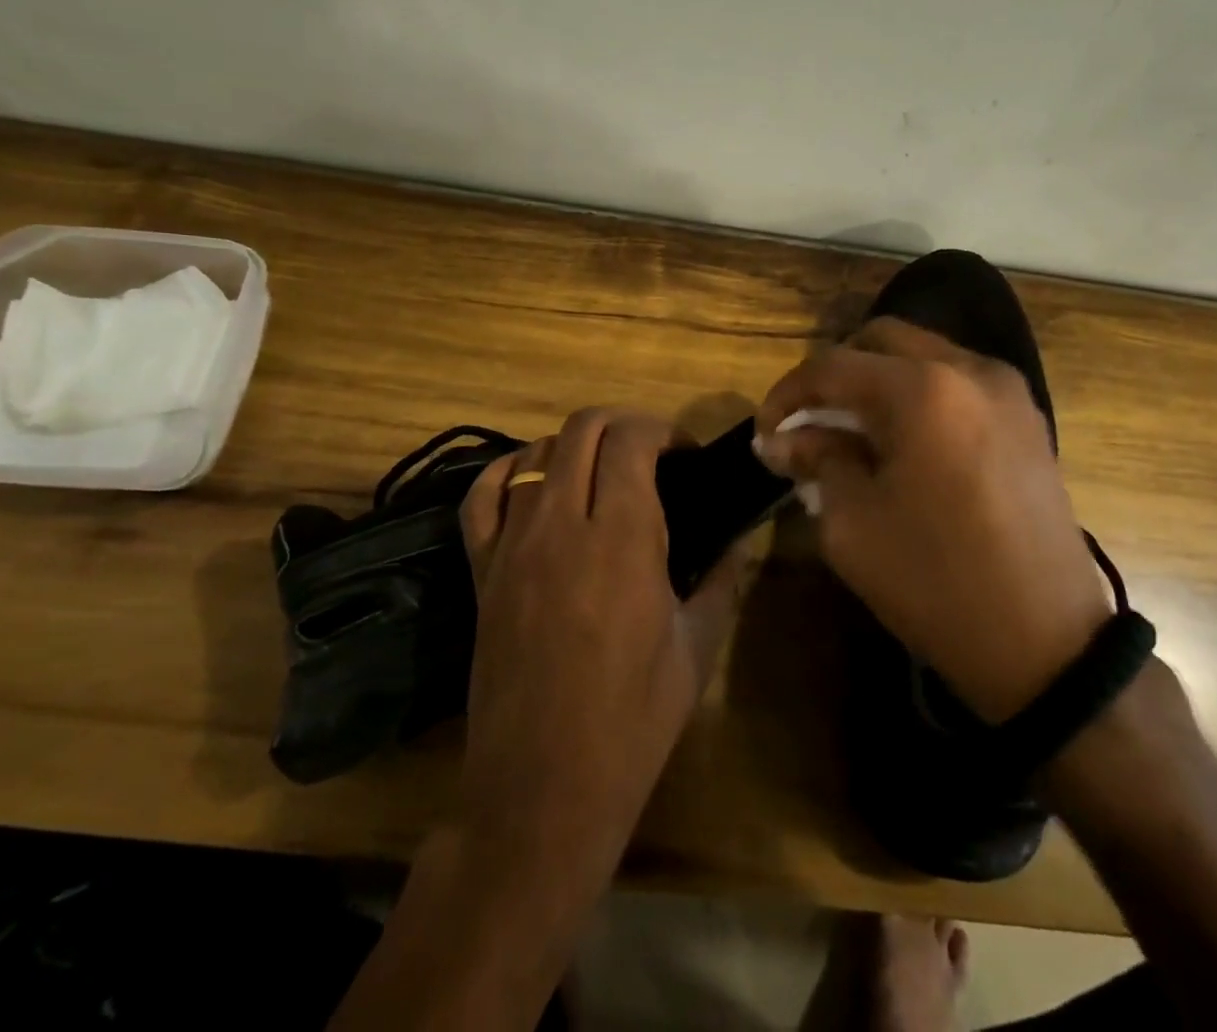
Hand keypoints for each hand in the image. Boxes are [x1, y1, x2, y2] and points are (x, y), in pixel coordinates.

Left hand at [456, 408, 747, 886]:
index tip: (683, 456)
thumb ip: (722, 580)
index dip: (662, 431)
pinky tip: (534, 481)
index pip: (632, 439)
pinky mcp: (480, 570)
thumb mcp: (696, 648)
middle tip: (650, 456)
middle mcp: (562, 524)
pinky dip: (509, 470)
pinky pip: (482, 495)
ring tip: (601, 475)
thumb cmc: (631, 723)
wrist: (541, 791)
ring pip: (536, 451)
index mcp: (622, 539)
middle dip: (623, 424)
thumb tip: (736, 541)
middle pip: (583, 428)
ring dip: (576, 447)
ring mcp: (513, 544)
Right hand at [755, 318, 1110, 722]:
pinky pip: (958, 381)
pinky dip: (919, 395)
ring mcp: (1007, 390)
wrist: (1047, 644)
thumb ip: (818, 461)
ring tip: (853, 433)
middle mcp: (969, 369)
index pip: (832, 366)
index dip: (787, 394)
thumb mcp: (853, 524)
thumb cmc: (935, 582)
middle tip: (810, 421)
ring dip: (878, 381)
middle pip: (881, 339)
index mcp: (921, 390)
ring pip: (923, 355)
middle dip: (835, 374)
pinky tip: (903, 442)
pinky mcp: (1027, 418)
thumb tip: (784, 439)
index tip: (766, 431)